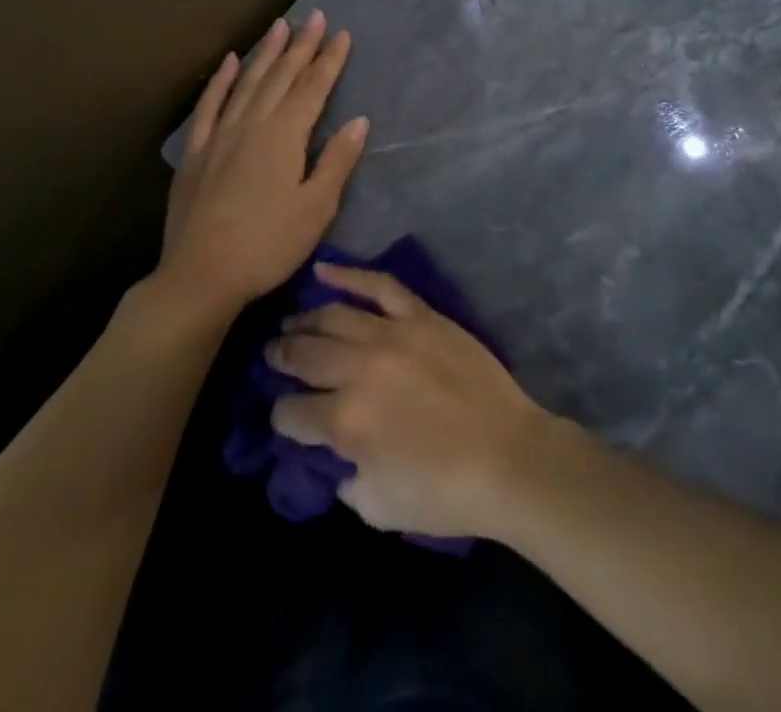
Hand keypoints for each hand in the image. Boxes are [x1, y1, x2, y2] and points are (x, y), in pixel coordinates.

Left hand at [160, 13, 368, 318]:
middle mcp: (252, 124)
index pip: (313, 88)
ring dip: (266, 52)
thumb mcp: (316, 208)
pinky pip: (209, 106)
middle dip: (301, 45)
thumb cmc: (268, 245)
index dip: (329, 60)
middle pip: (281, 77)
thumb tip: (358, 121)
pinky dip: (220, 81)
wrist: (201, 276)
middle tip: (314, 16)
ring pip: (247, 83)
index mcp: (284, 136)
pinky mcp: (195, 152)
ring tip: (279, 26)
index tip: (342, 34)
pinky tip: (229, 62)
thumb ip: (336, 161)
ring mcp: (219, 135)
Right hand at [268, 264, 551, 540]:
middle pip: (306, 355)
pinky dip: (349, 275)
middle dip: (282, 356)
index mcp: (346, 422)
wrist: (508, 457)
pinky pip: (380, 286)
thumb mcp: (379, 508)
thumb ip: (346, 480)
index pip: (293, 412)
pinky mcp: (422, 316)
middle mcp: (361, 370)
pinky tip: (324, 271)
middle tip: (272, 354)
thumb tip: (337, 457)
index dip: (281, 416)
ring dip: (306, 319)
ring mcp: (393, 335)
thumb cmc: (445, 493)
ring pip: (335, 316)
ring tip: (291, 322)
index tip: (284, 415)